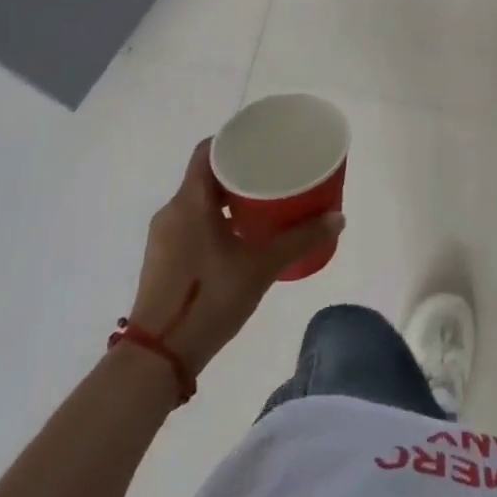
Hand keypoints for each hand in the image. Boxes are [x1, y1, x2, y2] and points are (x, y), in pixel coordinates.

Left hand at [127, 139, 343, 375]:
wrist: (158, 358)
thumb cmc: (208, 299)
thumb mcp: (261, 267)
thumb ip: (300, 239)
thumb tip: (338, 218)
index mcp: (189, 201)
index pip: (208, 150)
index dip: (233, 138)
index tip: (262, 139)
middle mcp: (172, 211)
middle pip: (206, 175)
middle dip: (239, 170)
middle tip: (273, 171)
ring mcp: (164, 237)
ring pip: (199, 201)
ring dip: (228, 198)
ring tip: (264, 202)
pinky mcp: (163, 260)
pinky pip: (192, 223)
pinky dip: (217, 219)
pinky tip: (242, 236)